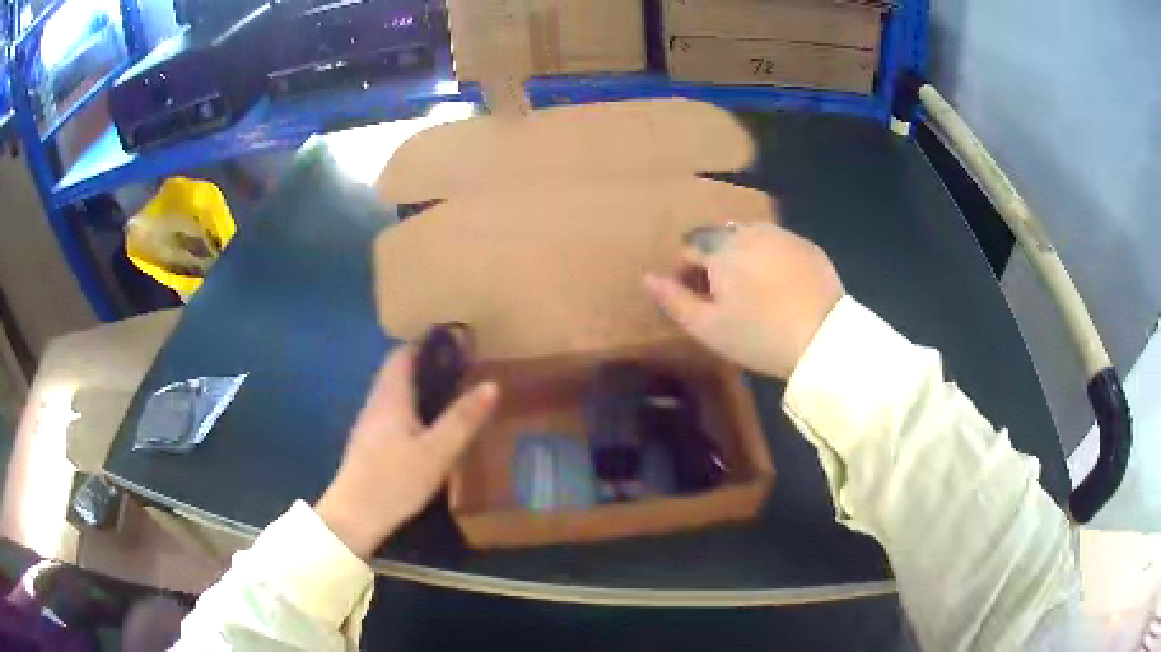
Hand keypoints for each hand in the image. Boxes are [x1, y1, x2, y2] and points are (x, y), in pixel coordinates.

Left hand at [315, 348, 498, 558]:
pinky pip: (393, 415)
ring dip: (420, 390)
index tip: (456, 343)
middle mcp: (376, 403)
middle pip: (399, 373)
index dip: (427, 344)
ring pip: (396, 395)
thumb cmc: (395, 480)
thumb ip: (463, 419)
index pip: (403, 354)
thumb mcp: (437, 452)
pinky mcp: (370, 446)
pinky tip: (429, 431)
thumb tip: (491, 384)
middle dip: (428, 366)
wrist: (354, 517)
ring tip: (453, 397)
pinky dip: (413, 411)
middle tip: (463, 371)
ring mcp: (370, 425)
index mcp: (390, 396)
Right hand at [644, 222, 843, 379]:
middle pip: (720, 239)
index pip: (689, 247)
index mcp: (720, 248)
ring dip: (744, 256)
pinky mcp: (808, 246)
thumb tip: (648, 277)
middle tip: (728, 298)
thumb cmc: (759, 336)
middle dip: (716, 261)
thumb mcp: (708, 328)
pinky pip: (779, 244)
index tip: (699, 300)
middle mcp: (749, 231)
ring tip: (756, 291)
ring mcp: (782, 235)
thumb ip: (673, 300)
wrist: (823, 340)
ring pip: (750, 238)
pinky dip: (773, 258)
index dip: (687, 273)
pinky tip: (783, 287)